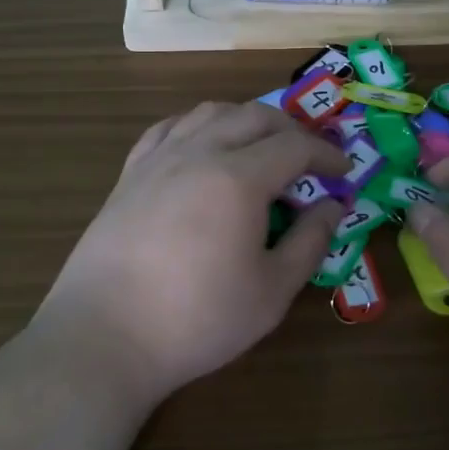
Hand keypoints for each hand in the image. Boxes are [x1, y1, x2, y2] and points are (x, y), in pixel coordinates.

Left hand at [35, 102, 348, 403]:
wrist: (105, 337)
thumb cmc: (197, 319)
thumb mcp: (272, 291)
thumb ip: (309, 242)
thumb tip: (332, 207)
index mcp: (239, 178)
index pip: (294, 146)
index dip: (326, 155)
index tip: (343, 172)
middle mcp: (199, 153)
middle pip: (254, 116)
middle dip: (291, 129)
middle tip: (309, 158)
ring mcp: (158, 160)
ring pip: (209, 112)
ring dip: (245, 119)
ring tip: (260, 146)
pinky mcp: (129, 175)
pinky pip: (168, 128)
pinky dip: (198, 126)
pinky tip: (202, 145)